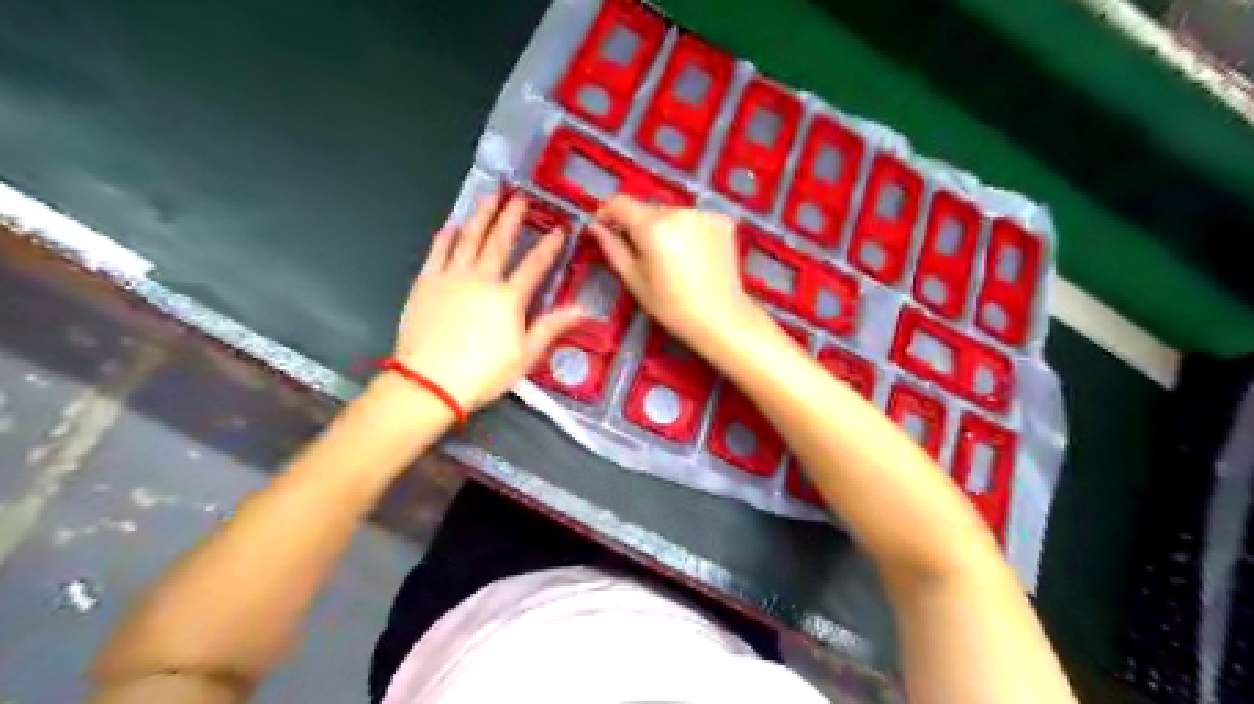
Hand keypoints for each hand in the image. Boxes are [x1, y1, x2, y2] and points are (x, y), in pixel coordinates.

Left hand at [390, 193, 582, 413]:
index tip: (559, 230)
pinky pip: (438, 251)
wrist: (430, 382)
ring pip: (469, 238)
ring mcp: (452, 277)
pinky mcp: (427, 282)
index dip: (549, 247)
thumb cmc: (483, 374)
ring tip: (490, 197)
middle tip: (519, 198)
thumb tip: (582, 309)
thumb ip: (551, 327)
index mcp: (509, 298)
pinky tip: (453, 224)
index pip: (534, 265)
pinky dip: (447, 236)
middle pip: (499, 242)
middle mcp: (482, 279)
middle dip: (511, 218)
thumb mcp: (525, 356)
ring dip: (481, 216)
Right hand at [593, 196, 758, 351]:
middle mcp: (679, 211)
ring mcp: (704, 214)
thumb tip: (596, 227)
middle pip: (648, 209)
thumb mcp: (635, 280)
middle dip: (640, 225)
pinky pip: (695, 219)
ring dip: (665, 227)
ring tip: (671, 258)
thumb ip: (613, 248)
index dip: (608, 212)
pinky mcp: (723, 221)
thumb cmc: (672, 306)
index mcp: (653, 226)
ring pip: (672, 213)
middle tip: (642, 254)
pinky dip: (688, 230)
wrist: (721, 318)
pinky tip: (693, 255)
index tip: (605, 226)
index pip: (620, 203)